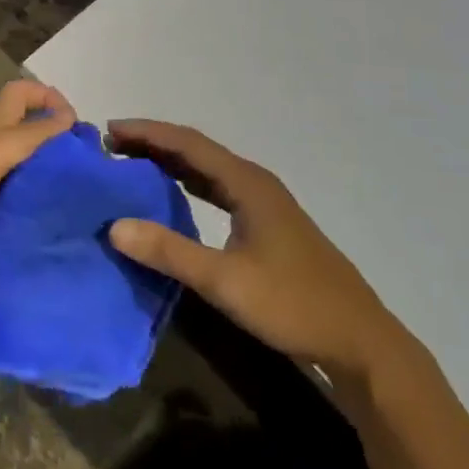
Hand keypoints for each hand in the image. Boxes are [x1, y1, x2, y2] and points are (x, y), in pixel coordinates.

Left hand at [0, 80, 75, 284]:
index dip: (48, 98)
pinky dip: (26, 227)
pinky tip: (48, 242)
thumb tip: (69, 118)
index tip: (77, 127)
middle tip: (89, 179)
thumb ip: (28, 137)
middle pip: (26, 141)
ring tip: (79, 215)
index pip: (21, 96)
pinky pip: (8, 222)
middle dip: (56, 152)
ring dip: (45, 194)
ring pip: (21, 183)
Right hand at [106, 120, 406, 377]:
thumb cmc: (292, 304)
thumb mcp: (225, 281)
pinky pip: (218, 190)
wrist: (358, 339)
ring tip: (133, 162)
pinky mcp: (266, 224)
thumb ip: (170, 252)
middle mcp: (254, 182)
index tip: (110, 129)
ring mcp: (263, 203)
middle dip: (154, 143)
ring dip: (171, 162)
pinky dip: (189, 184)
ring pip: (208, 170)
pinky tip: (174, 194)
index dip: (148, 133)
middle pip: (197, 150)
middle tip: (112, 144)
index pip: (188, 144)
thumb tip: (115, 227)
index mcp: (246, 182)